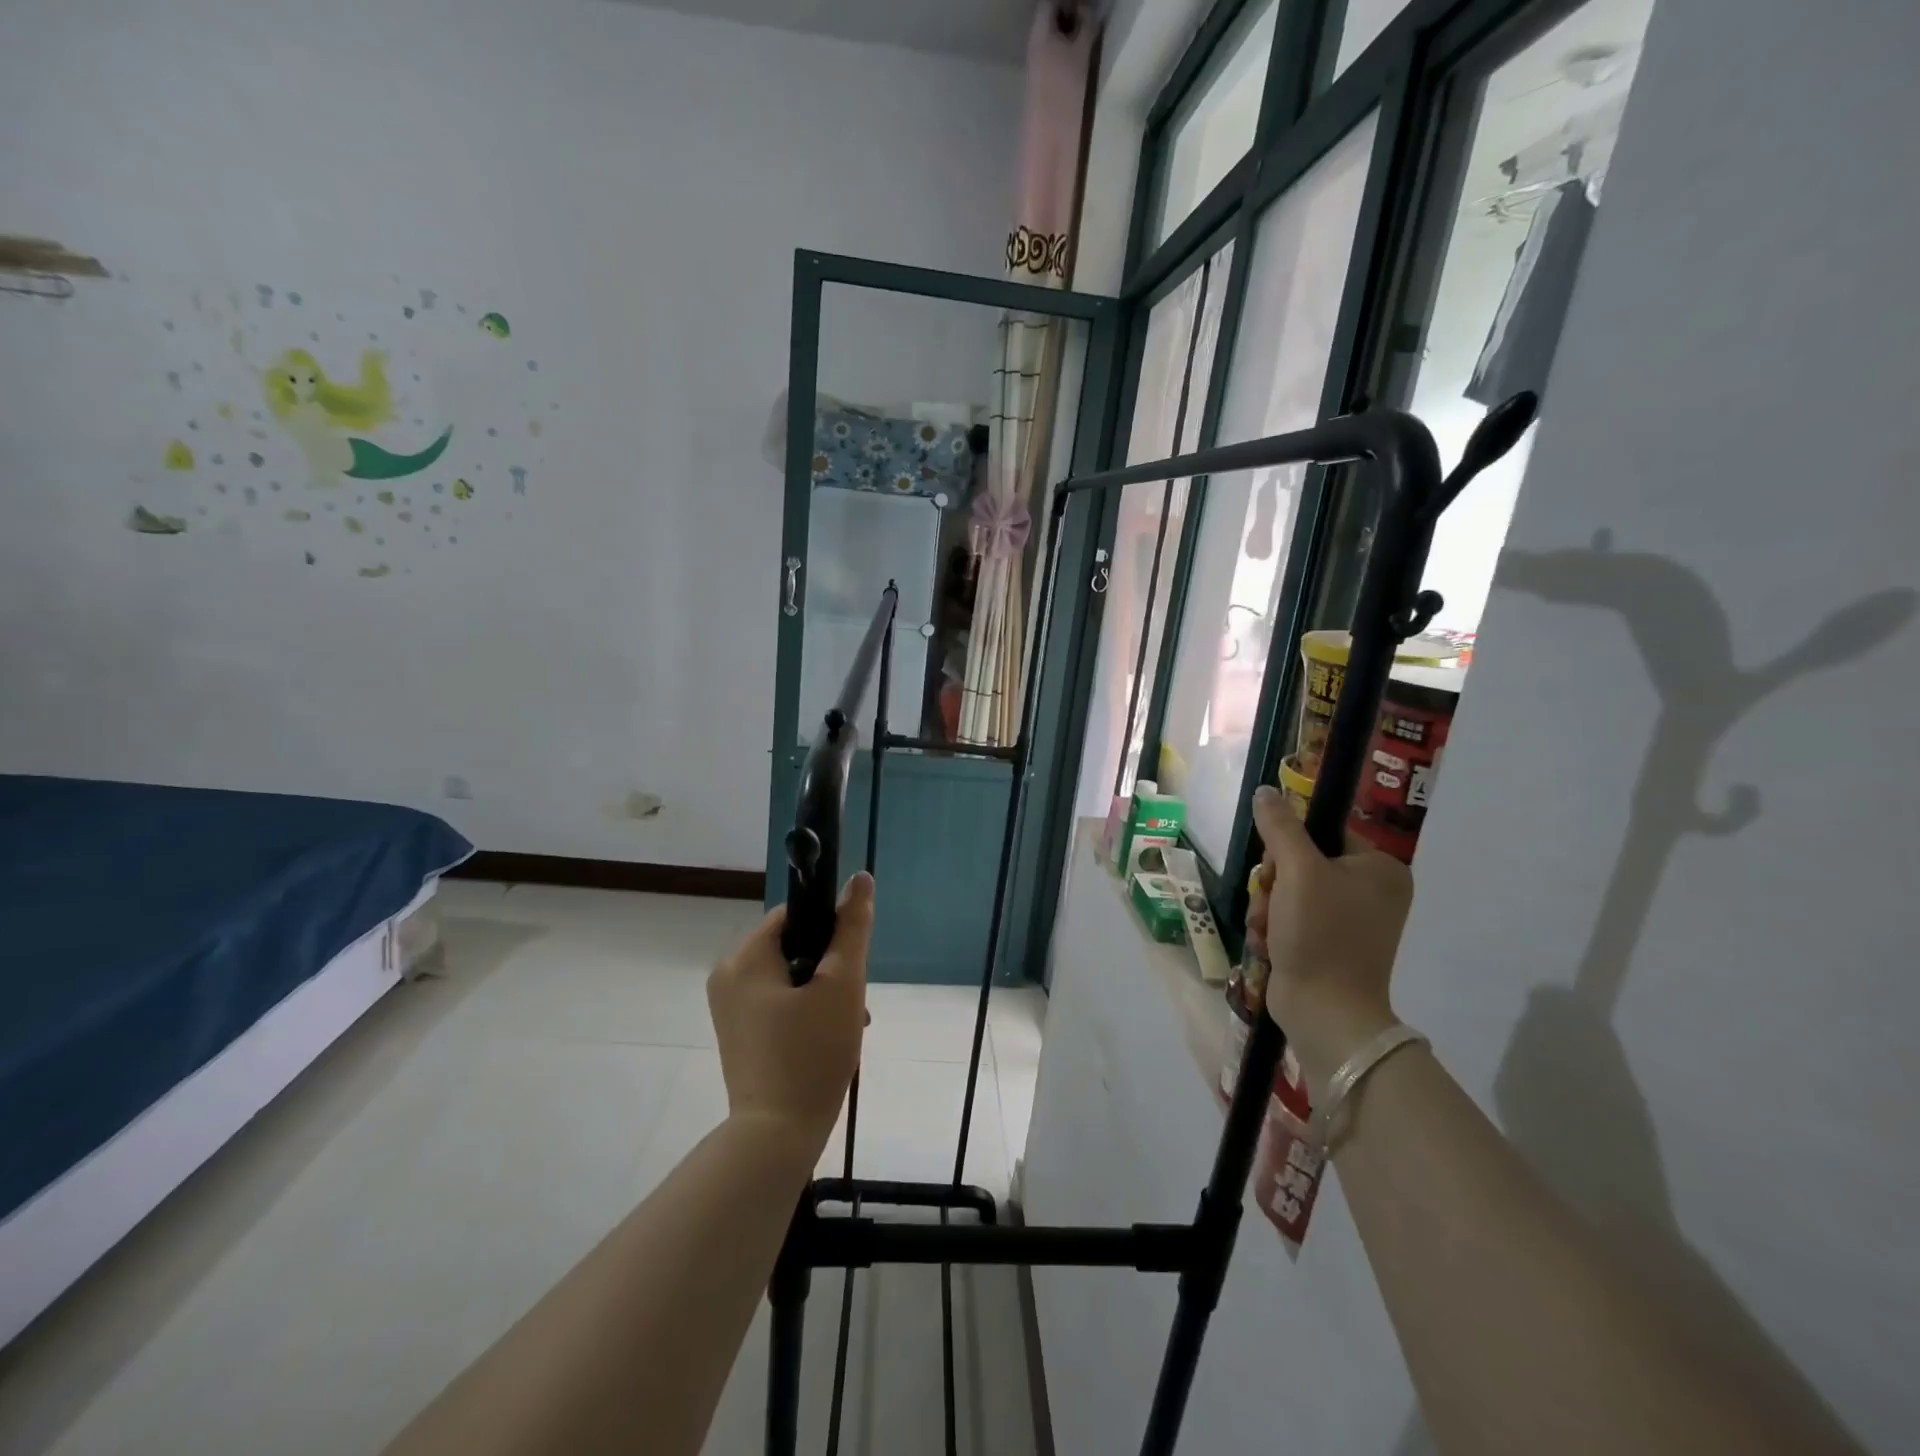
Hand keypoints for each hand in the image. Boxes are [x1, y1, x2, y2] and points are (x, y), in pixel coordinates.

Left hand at [707, 874, 873, 1165]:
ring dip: (823, 992)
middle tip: (853, 1003)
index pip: (794, 915)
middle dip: (830, 968)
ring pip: (789, 977)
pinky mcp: (739, 1033)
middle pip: (793, 946)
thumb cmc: (811, 1054)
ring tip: (848, 1025)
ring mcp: (730, 1008)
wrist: (775, 1138)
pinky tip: (829, 1039)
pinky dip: (805, 1011)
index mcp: (744, 958)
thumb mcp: (842, 985)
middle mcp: (728, 976)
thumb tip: (861, 878)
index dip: (830, 930)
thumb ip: (852, 928)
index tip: (851, 964)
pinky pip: (778, 1002)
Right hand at [1250, 786, 1412, 1096]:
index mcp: (1380, 868)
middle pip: (1300, 862)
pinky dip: (1273, 928)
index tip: (1278, 868)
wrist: (1324, 1012)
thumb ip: (1280, 827)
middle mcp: (1371, 891)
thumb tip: (1266, 791)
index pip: (1323, 832)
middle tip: (1273, 904)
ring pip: (1288, 891)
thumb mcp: (1297, 871)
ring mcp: (1350, 920)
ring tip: (1270, 930)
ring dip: (1267, 907)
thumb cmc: (1320, 934)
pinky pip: (1289, 917)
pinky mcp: (1328, 944)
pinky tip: (1270, 945)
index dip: (1290, 846)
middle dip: (1273, 884)